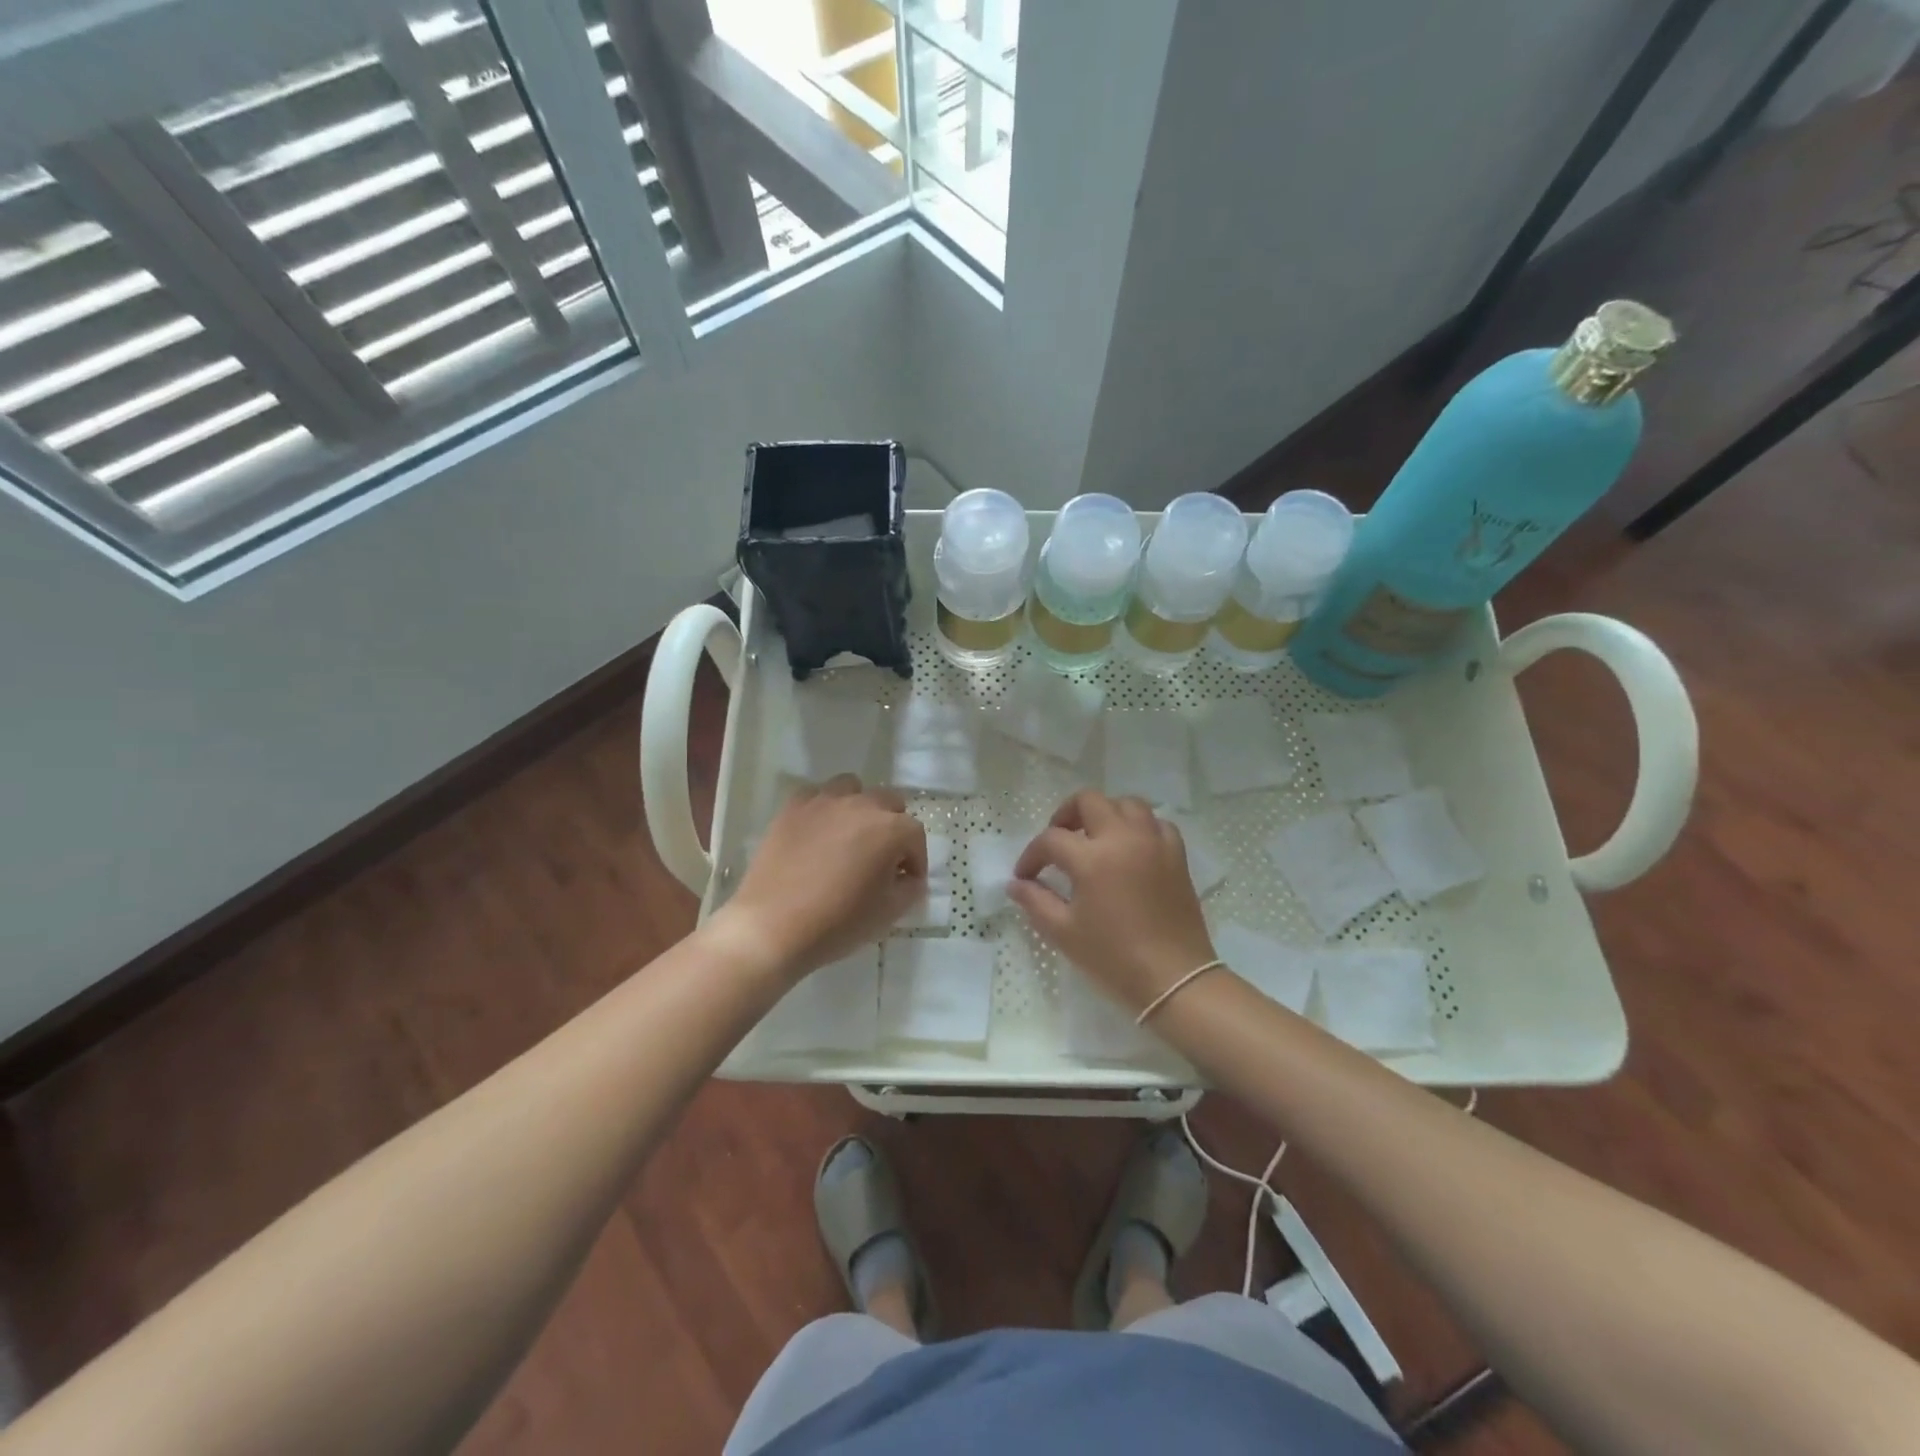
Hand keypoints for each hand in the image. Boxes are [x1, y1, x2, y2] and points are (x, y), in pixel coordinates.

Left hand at [716, 776, 926, 980]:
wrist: (772, 927)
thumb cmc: (838, 923)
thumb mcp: (888, 913)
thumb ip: (909, 888)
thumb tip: (908, 877)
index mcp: (890, 829)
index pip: (915, 835)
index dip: (915, 860)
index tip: (907, 882)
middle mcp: (860, 805)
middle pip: (889, 802)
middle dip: (893, 828)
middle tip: (882, 858)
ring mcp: (823, 802)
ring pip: (853, 788)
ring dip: (859, 808)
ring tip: (850, 837)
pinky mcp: (792, 808)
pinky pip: (816, 795)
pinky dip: (823, 809)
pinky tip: (818, 834)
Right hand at [1009, 791, 1215, 1011]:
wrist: (1174, 979)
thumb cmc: (1114, 958)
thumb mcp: (1064, 933)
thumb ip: (1035, 902)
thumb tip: (1016, 884)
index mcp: (1093, 858)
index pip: (1051, 840)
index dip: (1031, 856)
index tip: (1024, 876)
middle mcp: (1124, 838)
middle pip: (1089, 801)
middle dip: (1066, 815)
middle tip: (1058, 842)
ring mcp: (1154, 843)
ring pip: (1127, 804)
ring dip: (1105, 813)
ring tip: (1094, 838)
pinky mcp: (1176, 855)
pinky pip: (1156, 824)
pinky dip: (1139, 827)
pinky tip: (1130, 848)